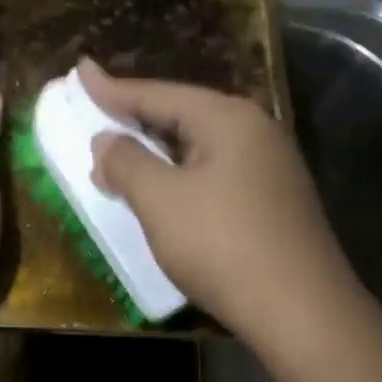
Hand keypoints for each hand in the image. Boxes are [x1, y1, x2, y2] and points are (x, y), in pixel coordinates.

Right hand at [79, 59, 354, 344]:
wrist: (301, 311)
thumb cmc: (223, 245)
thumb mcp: (161, 201)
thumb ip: (127, 163)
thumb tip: (106, 141)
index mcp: (228, 118)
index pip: (157, 94)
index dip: (111, 88)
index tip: (79, 71)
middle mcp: (254, 131)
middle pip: (181, 115)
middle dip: (134, 119)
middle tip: (94, 114)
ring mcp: (269, 166)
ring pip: (198, 147)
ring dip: (155, 153)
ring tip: (118, 155)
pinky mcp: (273, 200)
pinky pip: (214, 173)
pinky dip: (179, 176)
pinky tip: (162, 192)